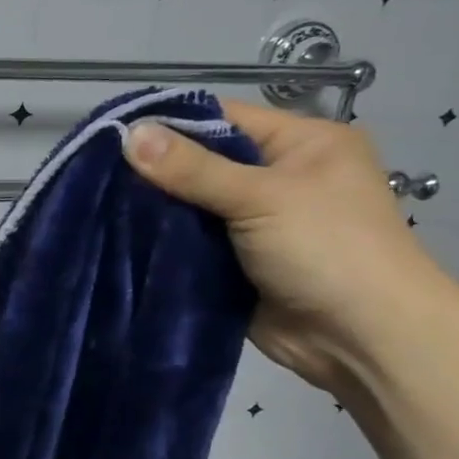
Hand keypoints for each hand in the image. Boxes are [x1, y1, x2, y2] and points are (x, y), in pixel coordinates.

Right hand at [123, 99, 450, 393]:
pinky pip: (191, 243)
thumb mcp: (262, 197)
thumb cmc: (328, 250)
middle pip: (202, 162)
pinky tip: (120, 236)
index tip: (112, 133)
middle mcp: (278, 177)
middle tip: (97, 172)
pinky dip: (163, 242)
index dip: (169, 123)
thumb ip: (193, 168)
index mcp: (301, 144)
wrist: (362, 339)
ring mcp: (255, 223)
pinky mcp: (236, 262)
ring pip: (191, 206)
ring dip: (155, 210)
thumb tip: (129, 133)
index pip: (223, 118)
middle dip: (155, 170)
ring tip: (98, 203)